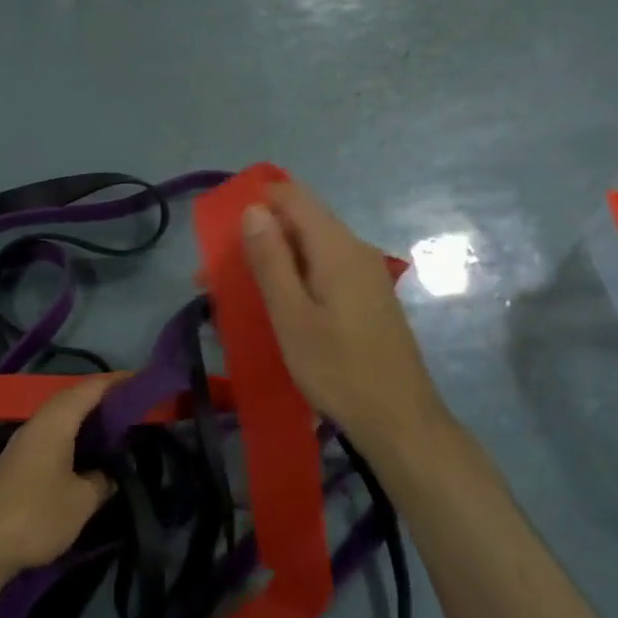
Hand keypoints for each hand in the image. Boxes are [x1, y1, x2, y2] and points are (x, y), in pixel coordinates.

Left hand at [0, 378, 115, 584]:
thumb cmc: (36, 516)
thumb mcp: (81, 501)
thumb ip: (101, 481)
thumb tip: (108, 473)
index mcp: (54, 423)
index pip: (89, 389)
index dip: (116, 382)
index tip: (142, 380)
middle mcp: (36, 425)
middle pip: (71, 398)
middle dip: (102, 397)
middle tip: (133, 404)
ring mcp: (22, 444)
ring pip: (59, 418)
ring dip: (85, 417)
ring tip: (114, 425)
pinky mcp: (16, 463)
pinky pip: (50, 435)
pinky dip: (72, 435)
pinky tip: (85, 452)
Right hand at [241, 182, 447, 454]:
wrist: (399, 420)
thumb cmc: (338, 369)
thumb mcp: (291, 316)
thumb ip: (271, 260)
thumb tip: (253, 209)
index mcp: (337, 248)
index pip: (293, 197)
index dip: (256, 200)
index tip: (222, 230)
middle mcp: (355, 250)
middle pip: (302, 222)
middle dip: (258, 237)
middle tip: (218, 273)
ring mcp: (366, 274)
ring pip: (311, 249)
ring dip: (273, 261)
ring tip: (238, 294)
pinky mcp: (367, 297)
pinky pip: (323, 270)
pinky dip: (294, 278)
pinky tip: (276, 307)